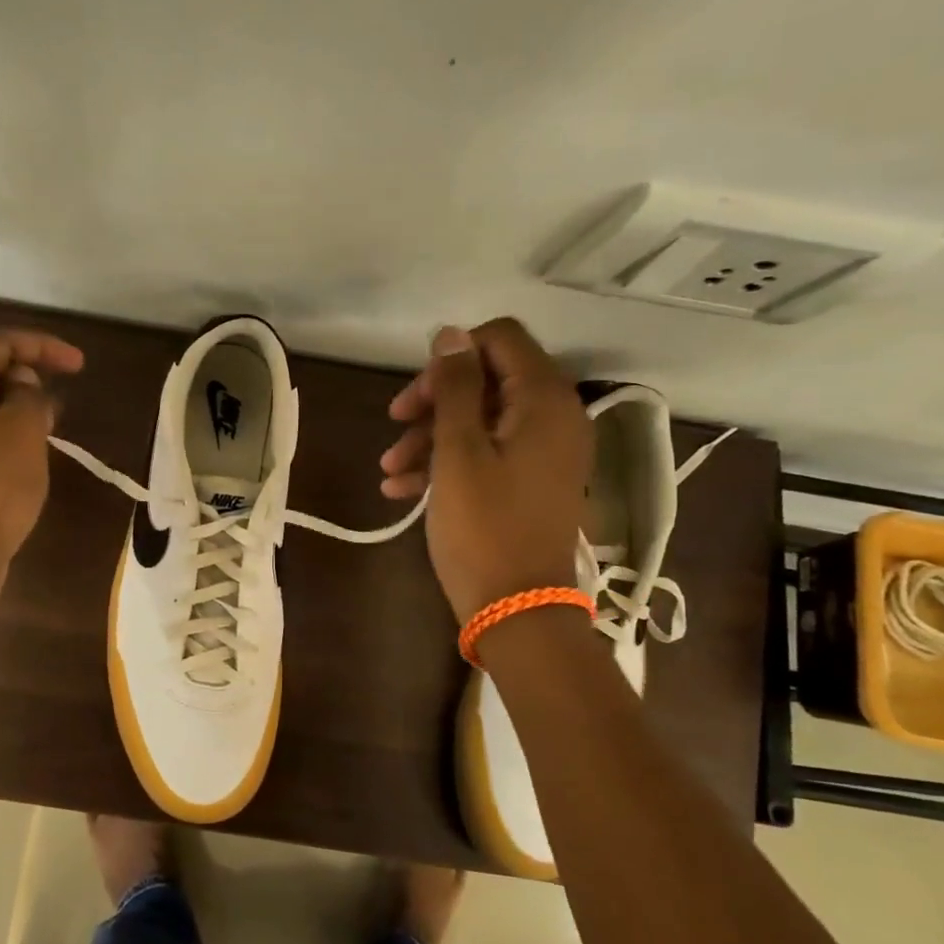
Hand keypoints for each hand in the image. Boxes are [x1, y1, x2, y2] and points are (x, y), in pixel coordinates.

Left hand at [0, 328, 84, 599]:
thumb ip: (29, 395)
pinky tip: (30, 454)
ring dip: (21, 406)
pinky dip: (9, 431)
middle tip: (60, 396)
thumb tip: (23, 386)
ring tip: (51, 425)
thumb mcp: (24, 430)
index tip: (79, 365)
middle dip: (29, 373)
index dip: (41, 344)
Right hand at [379, 320, 591, 623]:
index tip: (418, 391)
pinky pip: (487, 453)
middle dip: (435, 400)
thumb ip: (457, 387)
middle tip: (395, 424)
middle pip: (488, 380)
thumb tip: (451, 333)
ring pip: (481, 420)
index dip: (453, 355)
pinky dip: (446, 462)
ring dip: (431, 436)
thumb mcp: (459, 451)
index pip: (501, 339)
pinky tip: (402, 489)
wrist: (517, 609)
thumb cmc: (484, 527)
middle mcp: (554, 417)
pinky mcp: (530, 480)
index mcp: (544, 400)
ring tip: (389, 470)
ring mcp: (544, 451)